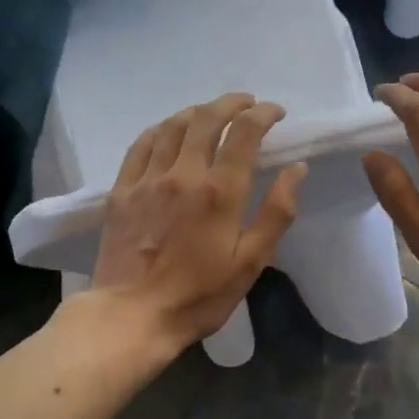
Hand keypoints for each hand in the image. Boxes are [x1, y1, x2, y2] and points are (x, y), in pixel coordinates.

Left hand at [88, 94, 305, 353]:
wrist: (132, 315)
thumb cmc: (199, 295)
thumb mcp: (251, 262)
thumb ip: (277, 212)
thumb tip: (296, 169)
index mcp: (220, 191)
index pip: (245, 132)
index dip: (263, 114)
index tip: (276, 113)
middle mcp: (183, 173)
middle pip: (207, 118)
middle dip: (232, 103)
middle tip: (247, 104)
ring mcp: (148, 179)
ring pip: (173, 126)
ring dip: (198, 112)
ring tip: (212, 114)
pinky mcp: (122, 190)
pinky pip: (141, 144)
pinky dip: (160, 129)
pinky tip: (168, 131)